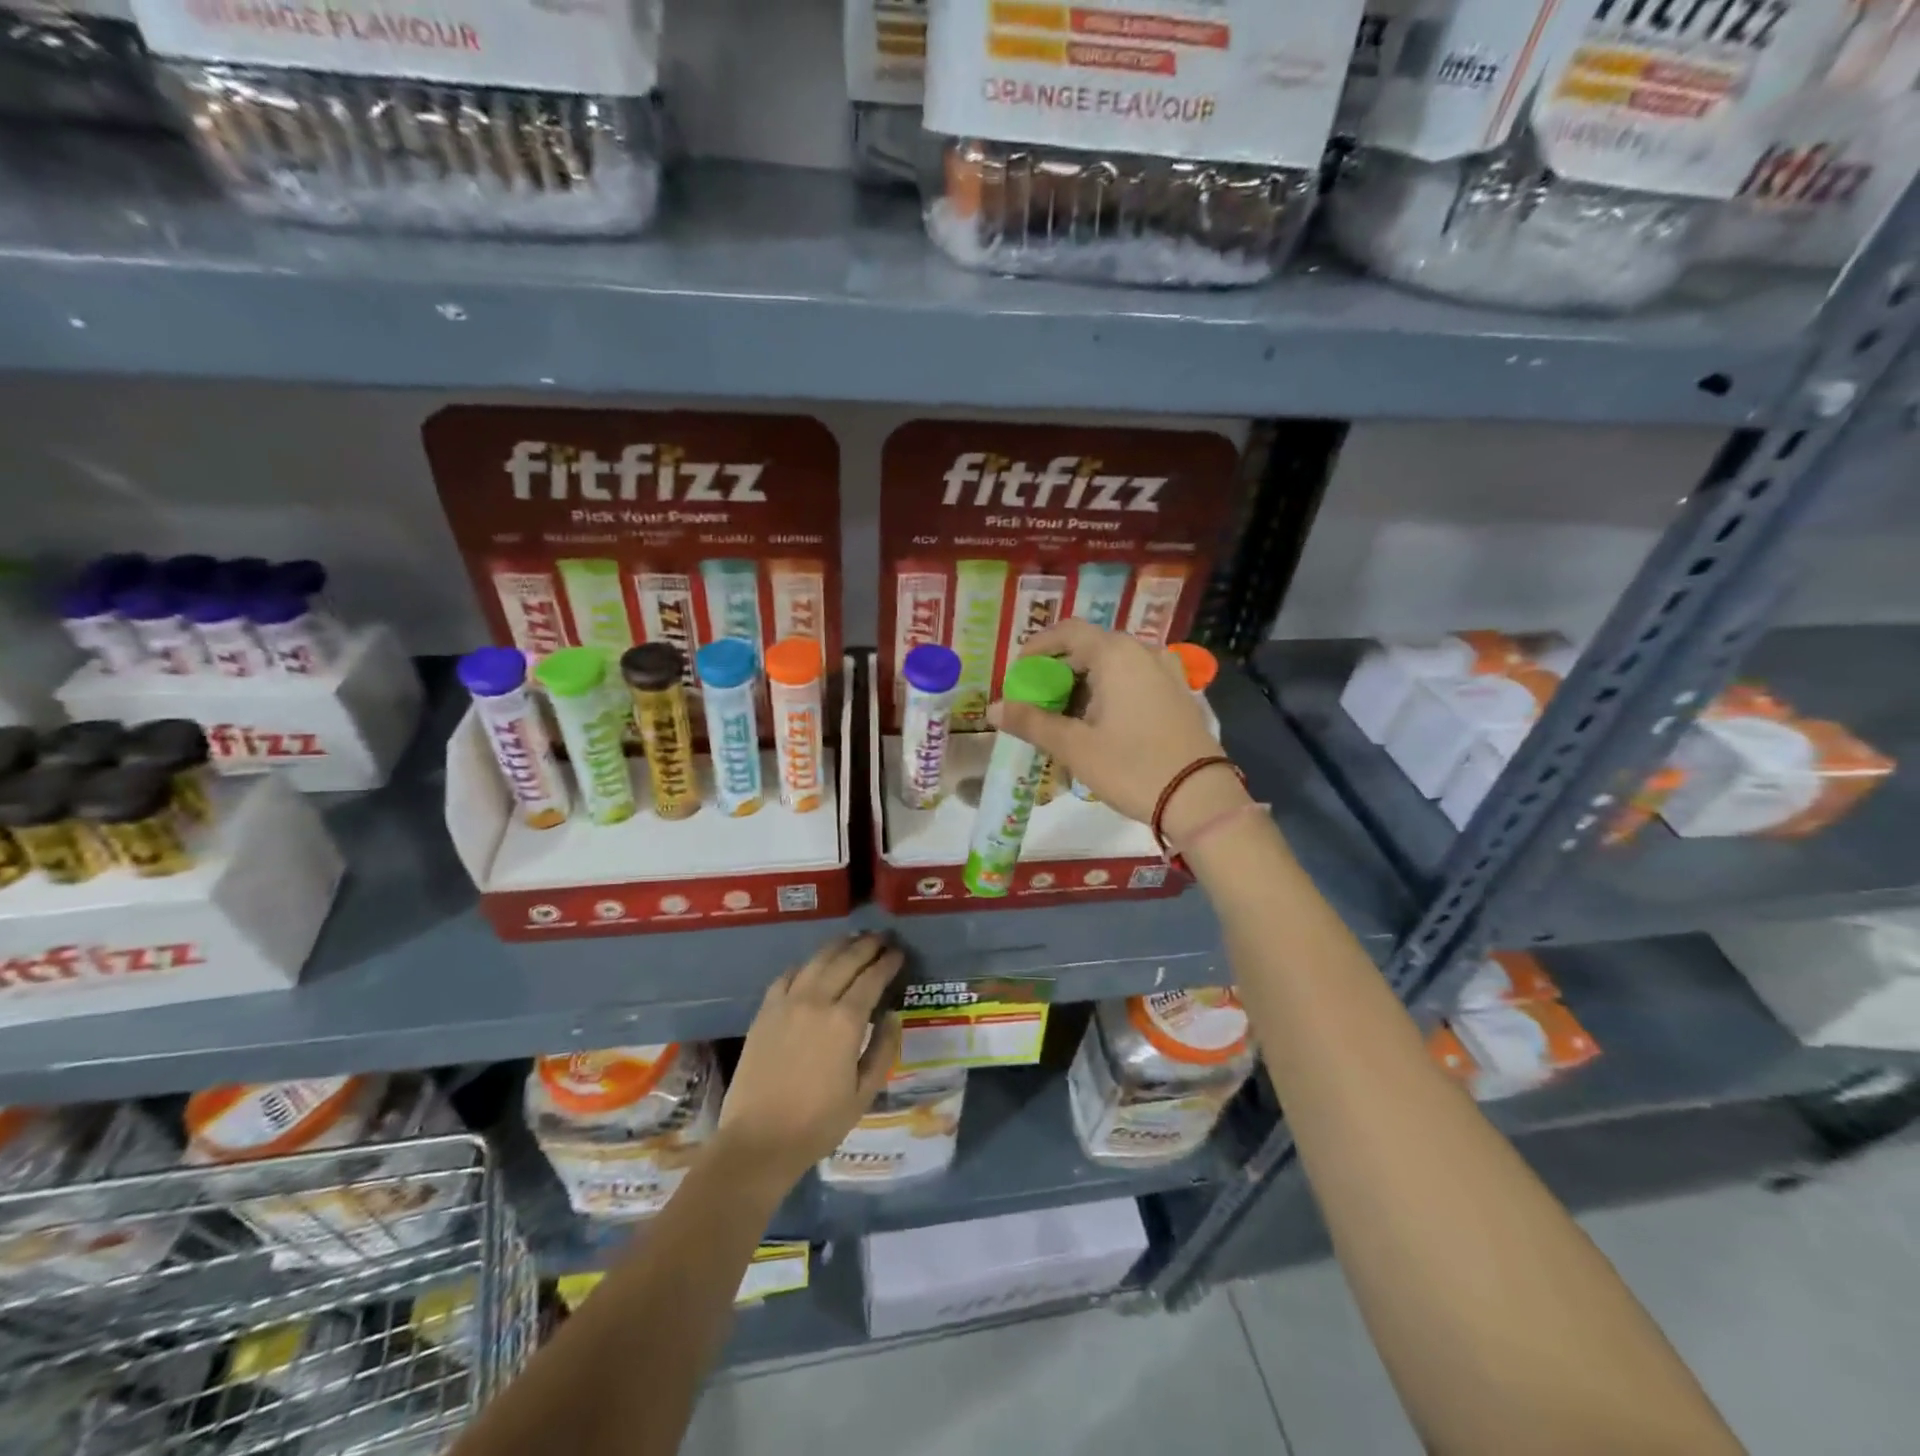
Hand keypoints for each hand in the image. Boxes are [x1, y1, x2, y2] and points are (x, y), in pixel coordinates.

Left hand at [716, 933, 903, 1193]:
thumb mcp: (864, 1092)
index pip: (872, 978)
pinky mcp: (765, 1011)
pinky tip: (812, 966)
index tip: (899, 953)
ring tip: (852, 941)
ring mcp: (787, 1003)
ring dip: (838, 947)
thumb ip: (883, 1048)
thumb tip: (892, 1015)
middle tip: (881, 939)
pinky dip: (805, 965)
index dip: (888, 962)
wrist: (758, 1141)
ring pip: (816, 960)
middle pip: (846, 960)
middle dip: (867, 946)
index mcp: (846, 1021)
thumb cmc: (818, 1123)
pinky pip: (788, 975)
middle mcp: (817, 1001)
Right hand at [988, 620, 1249, 841]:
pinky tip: (1102, 724)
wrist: (1200, 799)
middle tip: (1038, 702)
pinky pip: (1135, 680)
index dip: (1037, 647)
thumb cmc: (1132, 767)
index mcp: (1116, 654)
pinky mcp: (1179, 693)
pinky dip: (1111, 691)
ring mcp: (1167, 671)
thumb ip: (1032, 723)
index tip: (1018, 673)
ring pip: (1114, 665)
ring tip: (1068, 718)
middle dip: (1060, 670)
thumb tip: (993, 709)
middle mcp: (1143, 652)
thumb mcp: (1075, 747)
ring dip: (1085, 683)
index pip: (1067, 631)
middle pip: (1091, 647)